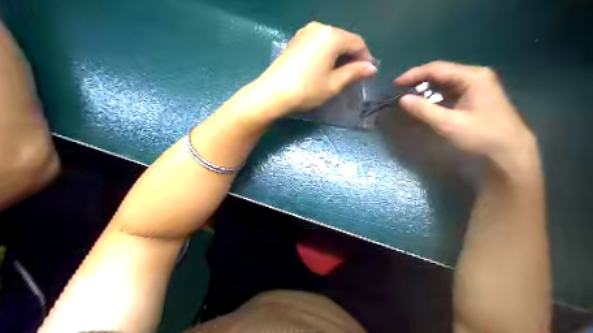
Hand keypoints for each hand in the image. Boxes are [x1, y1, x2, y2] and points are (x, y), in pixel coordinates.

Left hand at [253, 21, 376, 116]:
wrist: (272, 93)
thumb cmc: (306, 90)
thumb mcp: (334, 84)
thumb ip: (354, 73)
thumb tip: (371, 68)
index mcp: (331, 36)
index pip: (357, 43)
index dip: (365, 58)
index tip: (368, 74)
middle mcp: (318, 28)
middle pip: (343, 39)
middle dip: (352, 56)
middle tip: (355, 75)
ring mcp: (304, 32)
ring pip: (330, 41)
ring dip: (339, 55)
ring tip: (340, 73)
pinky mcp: (295, 40)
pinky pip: (318, 43)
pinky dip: (326, 53)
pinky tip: (325, 67)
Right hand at [396, 61, 540, 173]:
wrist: (509, 151)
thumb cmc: (481, 136)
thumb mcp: (449, 124)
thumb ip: (424, 110)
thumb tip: (402, 99)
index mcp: (472, 77)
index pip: (436, 68)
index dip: (413, 74)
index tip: (396, 84)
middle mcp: (475, 76)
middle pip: (441, 72)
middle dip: (419, 80)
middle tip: (400, 89)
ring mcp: (477, 85)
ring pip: (445, 81)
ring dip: (426, 87)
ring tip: (409, 95)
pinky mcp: (475, 96)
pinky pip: (450, 90)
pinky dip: (435, 95)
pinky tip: (426, 102)